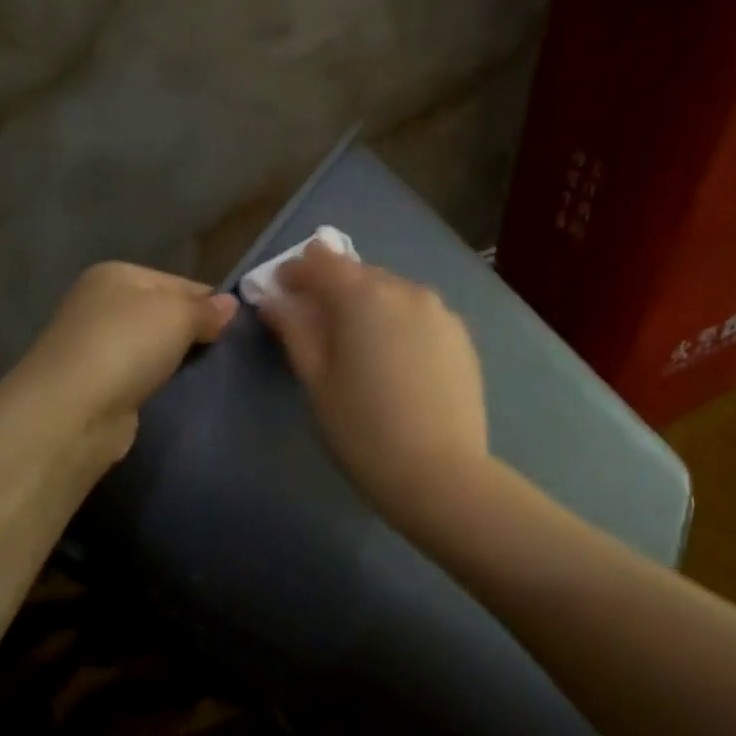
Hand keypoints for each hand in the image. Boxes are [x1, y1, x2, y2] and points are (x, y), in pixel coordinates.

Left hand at [16, 262, 237, 461]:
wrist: (72, 411)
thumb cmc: (126, 346)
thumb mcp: (177, 315)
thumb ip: (206, 310)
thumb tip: (230, 305)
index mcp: (115, 275)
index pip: (177, 282)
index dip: (209, 303)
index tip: (238, 328)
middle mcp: (99, 305)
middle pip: (163, 314)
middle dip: (193, 333)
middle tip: (226, 354)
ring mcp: (94, 346)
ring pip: (152, 348)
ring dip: (176, 361)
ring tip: (209, 376)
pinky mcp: (96, 385)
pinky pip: (140, 377)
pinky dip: (157, 384)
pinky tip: (177, 394)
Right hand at [257, 242, 489, 523]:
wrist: (440, 473)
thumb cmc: (362, 429)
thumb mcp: (316, 380)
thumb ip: (294, 330)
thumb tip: (274, 300)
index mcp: (363, 295)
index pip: (321, 262)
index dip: (296, 272)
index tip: (281, 292)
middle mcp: (405, 290)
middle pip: (359, 274)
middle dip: (332, 289)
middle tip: (315, 322)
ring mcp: (440, 312)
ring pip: (393, 293)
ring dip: (368, 305)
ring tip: (357, 344)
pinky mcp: (461, 336)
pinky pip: (419, 315)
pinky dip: (398, 323)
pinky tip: (394, 359)